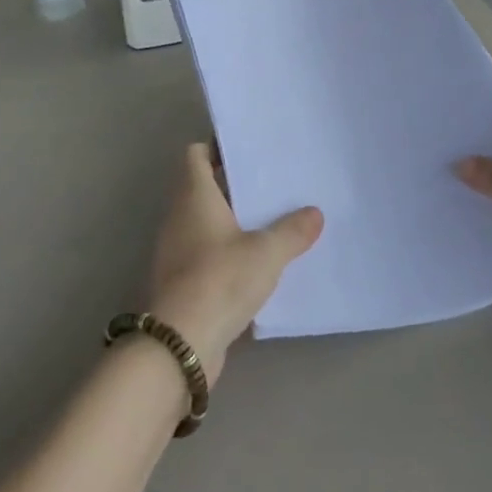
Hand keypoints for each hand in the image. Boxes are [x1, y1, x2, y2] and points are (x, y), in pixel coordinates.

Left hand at [143, 144, 322, 381]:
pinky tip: (260, 262)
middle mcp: (179, 217)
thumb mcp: (266, 253)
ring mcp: (177, 251)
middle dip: (236, 184)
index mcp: (193, 196)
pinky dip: (229, 252)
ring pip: (207, 222)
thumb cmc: (220, 280)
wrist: (180, 344)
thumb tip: (314, 213)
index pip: (195, 155)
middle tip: (274, 183)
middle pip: (204, 188)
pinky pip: (209, 253)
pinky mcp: (182, 281)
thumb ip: (292, 231)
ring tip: (274, 219)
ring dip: (235, 220)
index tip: (250, 149)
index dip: (218, 147)